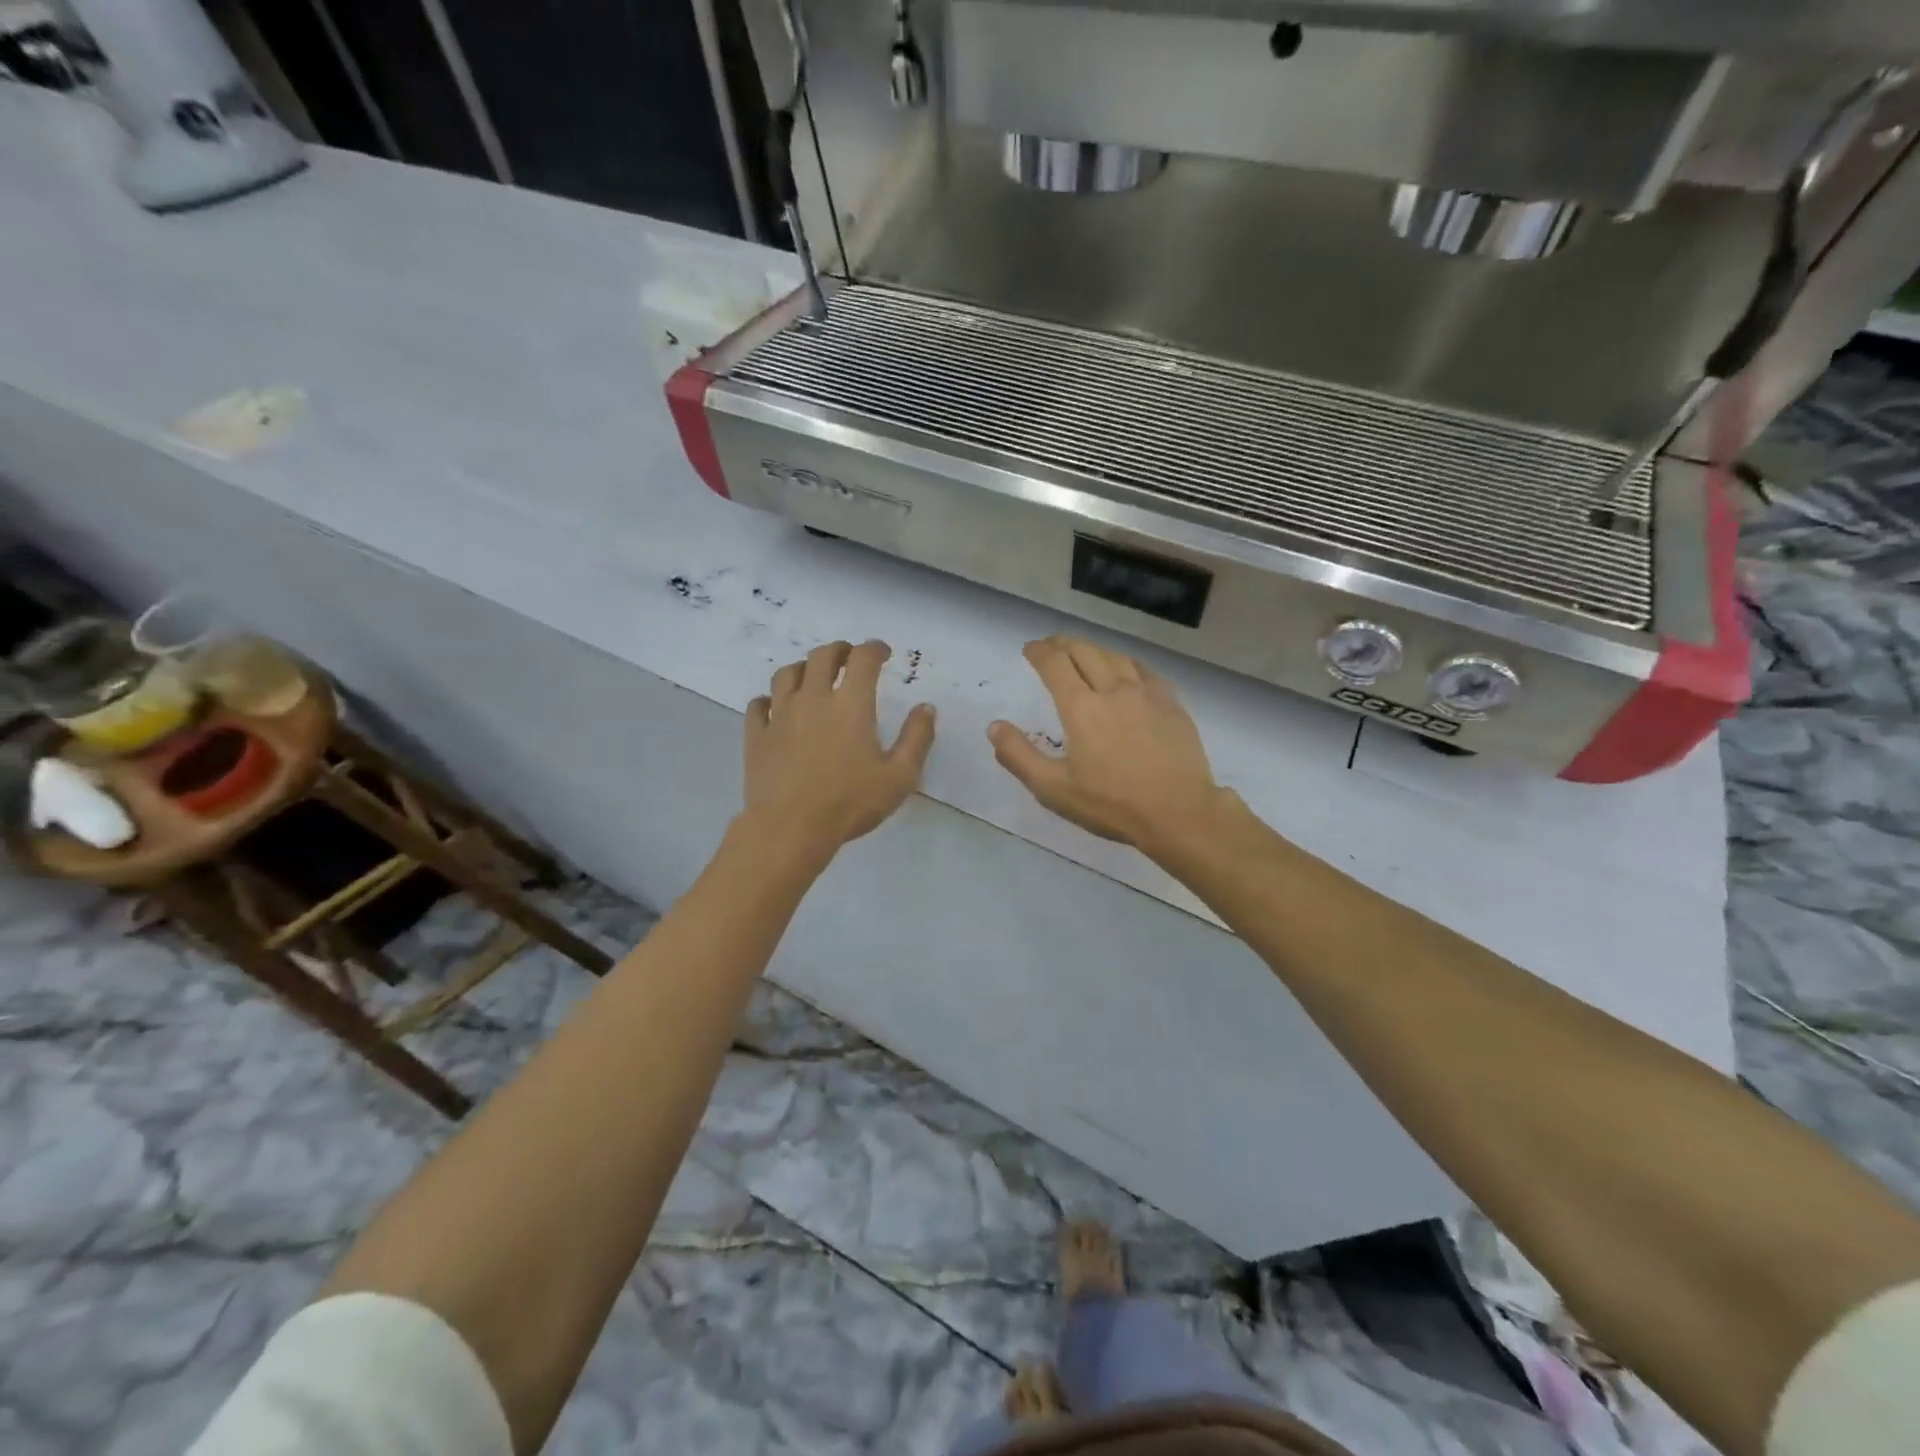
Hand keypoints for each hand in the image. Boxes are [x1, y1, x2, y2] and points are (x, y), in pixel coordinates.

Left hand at [743, 640, 935, 856]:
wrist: (790, 828)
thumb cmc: (850, 802)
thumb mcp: (900, 776)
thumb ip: (917, 738)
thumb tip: (926, 707)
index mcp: (851, 704)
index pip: (863, 658)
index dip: (875, 648)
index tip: (883, 653)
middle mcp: (813, 698)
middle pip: (822, 656)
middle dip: (840, 650)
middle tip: (849, 659)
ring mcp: (780, 714)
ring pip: (787, 673)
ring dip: (804, 668)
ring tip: (813, 677)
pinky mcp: (757, 735)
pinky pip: (759, 704)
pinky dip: (769, 699)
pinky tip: (775, 707)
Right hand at [988, 635, 1226, 852]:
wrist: (1179, 812)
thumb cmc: (1111, 804)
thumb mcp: (1053, 789)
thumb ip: (1018, 756)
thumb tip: (994, 727)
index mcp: (1080, 708)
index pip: (1055, 664)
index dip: (1039, 652)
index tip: (1030, 649)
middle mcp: (1112, 689)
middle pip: (1085, 652)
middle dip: (1063, 644)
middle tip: (1052, 646)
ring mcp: (1146, 694)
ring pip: (1115, 657)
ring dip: (1094, 650)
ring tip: (1084, 654)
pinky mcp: (1171, 703)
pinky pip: (1144, 670)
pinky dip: (1126, 663)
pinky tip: (1126, 670)